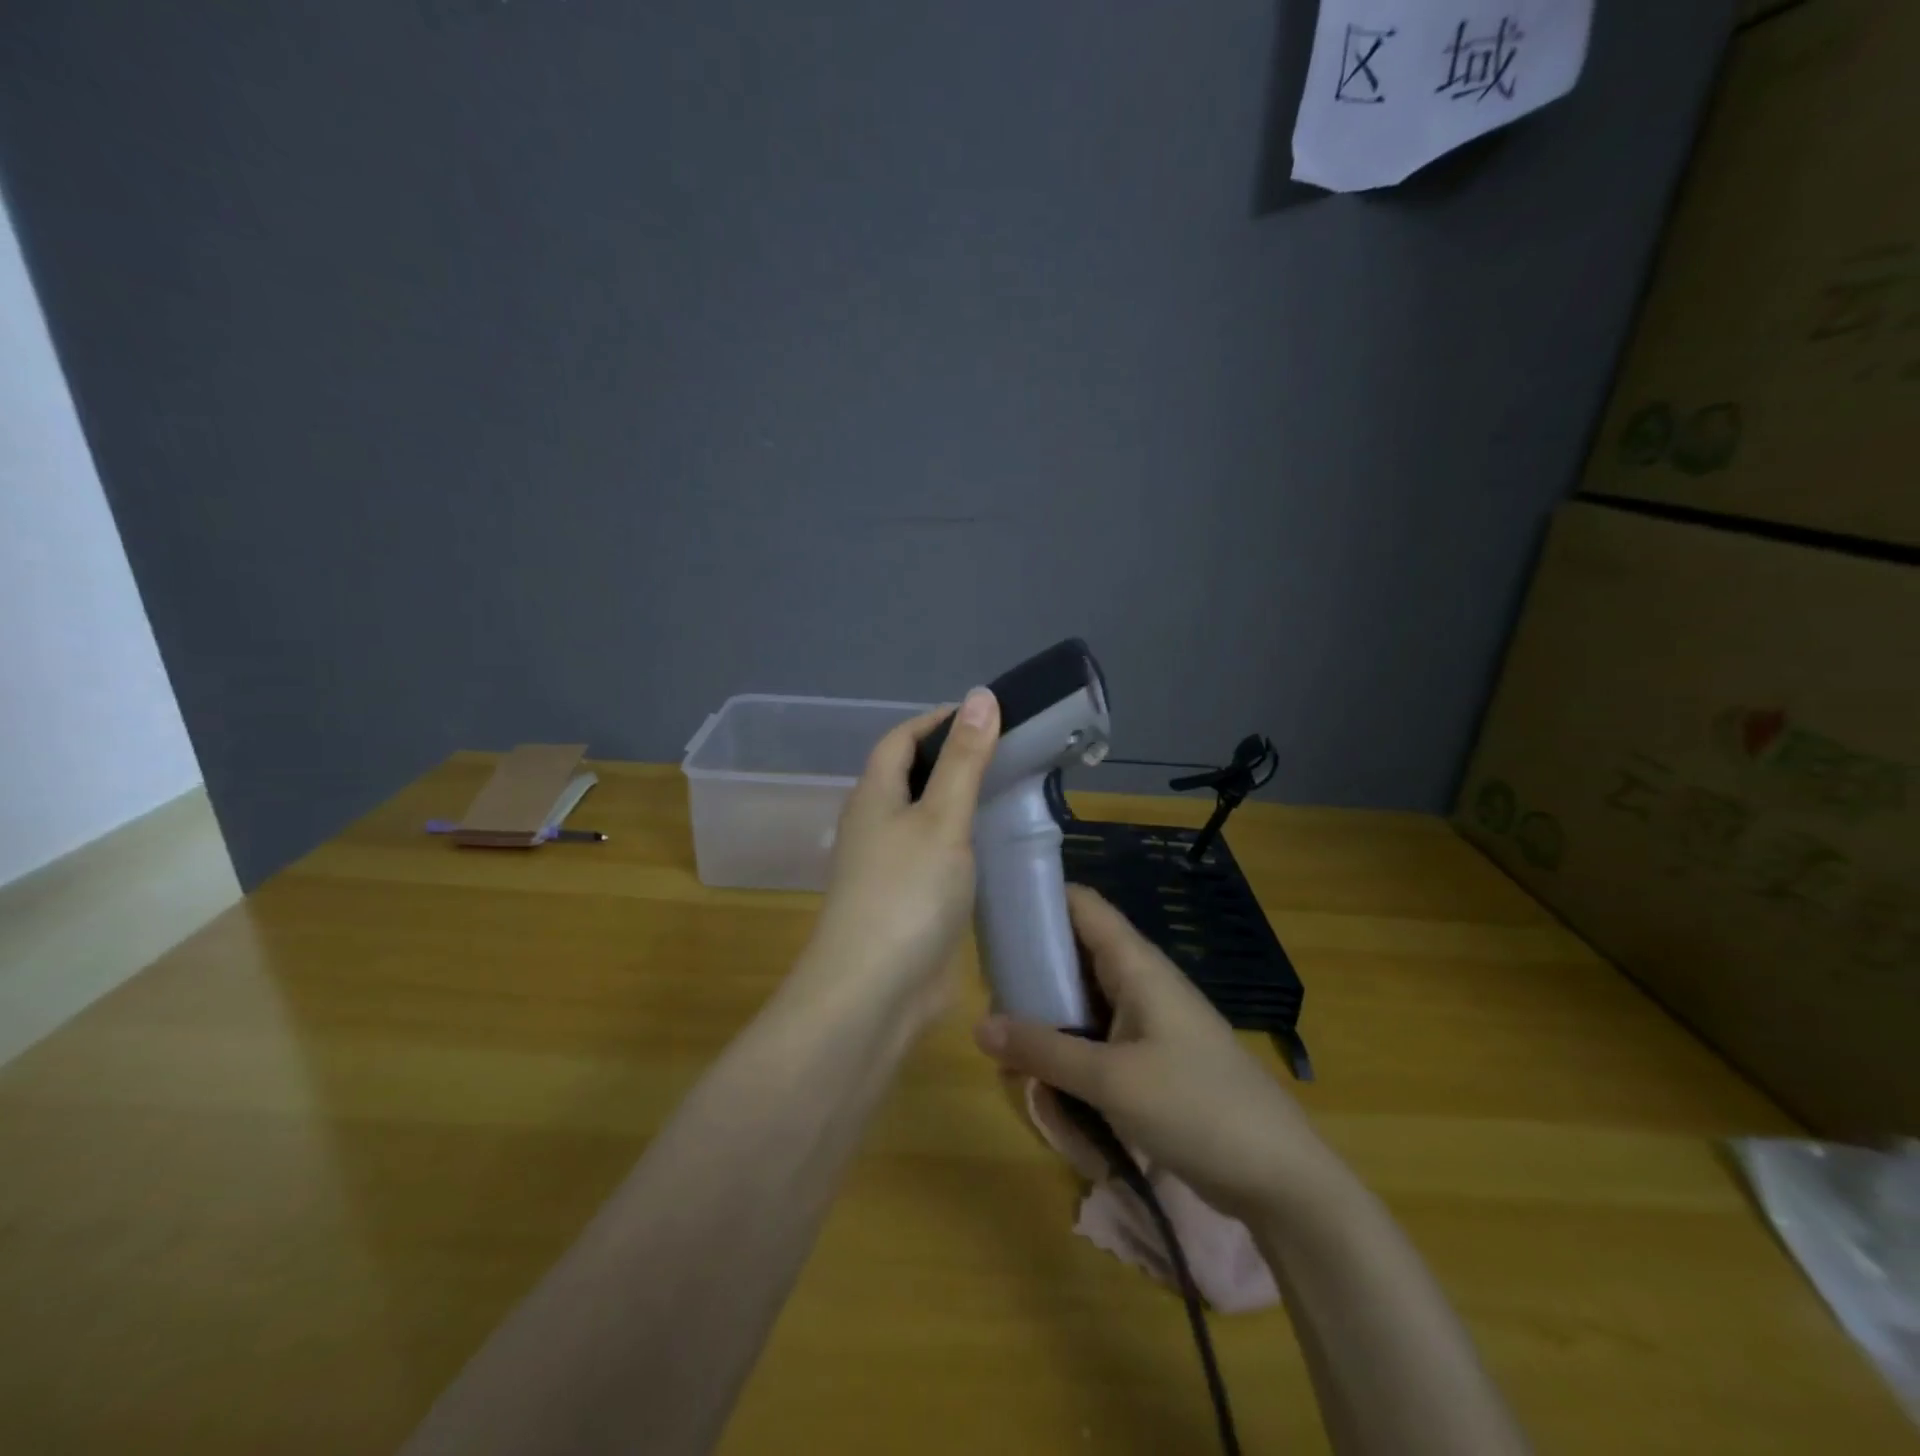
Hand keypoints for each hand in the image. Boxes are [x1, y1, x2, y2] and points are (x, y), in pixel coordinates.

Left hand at [798, 689, 1001, 1018]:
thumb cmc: (907, 893)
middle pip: (910, 775)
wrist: (874, 992)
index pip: (900, 739)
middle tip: (1007, 752)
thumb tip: (981, 695)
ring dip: (958, 801)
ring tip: (1008, 792)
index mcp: (873, 795)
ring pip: (923, 817)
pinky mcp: (905, 901)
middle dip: (951, 758)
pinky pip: (934, 855)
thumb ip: (964, 760)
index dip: (937, 720)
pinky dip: (961, 842)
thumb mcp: (942, 818)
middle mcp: (874, 824)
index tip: (984, 714)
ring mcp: (887, 866)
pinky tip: (991, 847)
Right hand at [974, 886, 1333, 1219]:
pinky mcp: (1148, 1058)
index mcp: (1136, 965)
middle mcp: (1138, 982)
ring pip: (1080, 1005)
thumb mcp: (1112, 1081)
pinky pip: (1096, 1042)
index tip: (992, 919)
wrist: (1279, 1176)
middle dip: (1030, 978)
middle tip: (989, 1007)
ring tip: (1012, 1064)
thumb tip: (979, 1026)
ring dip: (1046, 1029)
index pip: (1081, 905)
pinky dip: (1069, 1059)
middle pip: (1072, 956)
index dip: (1038, 900)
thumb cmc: (1197, 1108)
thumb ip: (1044, 1052)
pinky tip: (1049, 1092)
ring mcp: (1144, 1022)